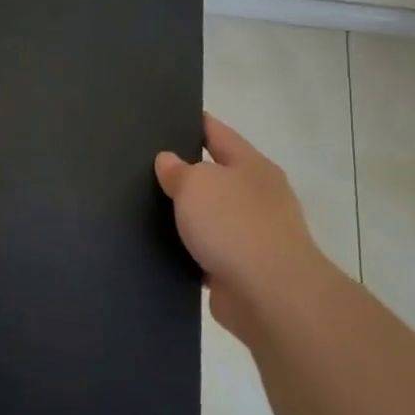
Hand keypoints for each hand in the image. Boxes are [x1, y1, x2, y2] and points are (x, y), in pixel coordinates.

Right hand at [155, 114, 326, 340]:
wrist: (271, 296)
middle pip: (215, 175)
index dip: (194, 122)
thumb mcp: (196, 184)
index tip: (165, 118)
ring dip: (186, 216)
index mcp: (252, 165)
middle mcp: (257, 196)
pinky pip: (207, 251)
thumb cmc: (235, 225)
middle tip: (144, 165)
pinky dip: (188, 250)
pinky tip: (159, 247)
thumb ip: (178, 170)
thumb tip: (168, 161)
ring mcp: (253, 235)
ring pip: (210, 216)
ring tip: (145, 208)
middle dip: (186, 172)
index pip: (218, 133)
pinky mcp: (242, 270)